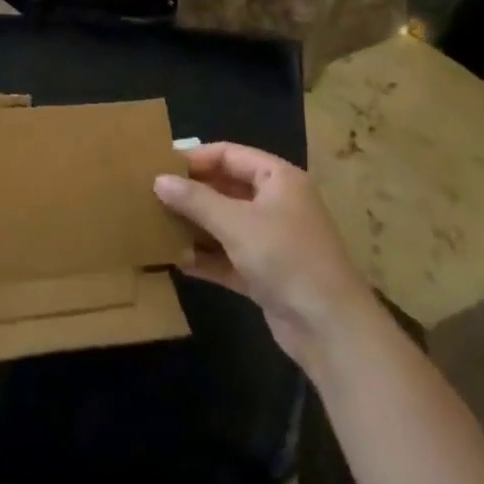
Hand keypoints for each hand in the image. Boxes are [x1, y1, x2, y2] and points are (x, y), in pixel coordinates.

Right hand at [155, 144, 371, 374]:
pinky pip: (229, 257)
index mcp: (278, 179)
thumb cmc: (286, 257)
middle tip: (151, 195)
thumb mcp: (236, 223)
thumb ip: (196, 200)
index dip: (195, 158)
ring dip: (196, 226)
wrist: (331, 329)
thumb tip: (159, 180)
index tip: (159, 165)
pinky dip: (207, 258)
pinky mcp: (266, 274)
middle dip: (192, 194)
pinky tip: (176, 261)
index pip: (229, 154)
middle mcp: (276, 204)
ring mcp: (272, 241)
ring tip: (156, 225)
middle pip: (226, 188)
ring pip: (225, 224)